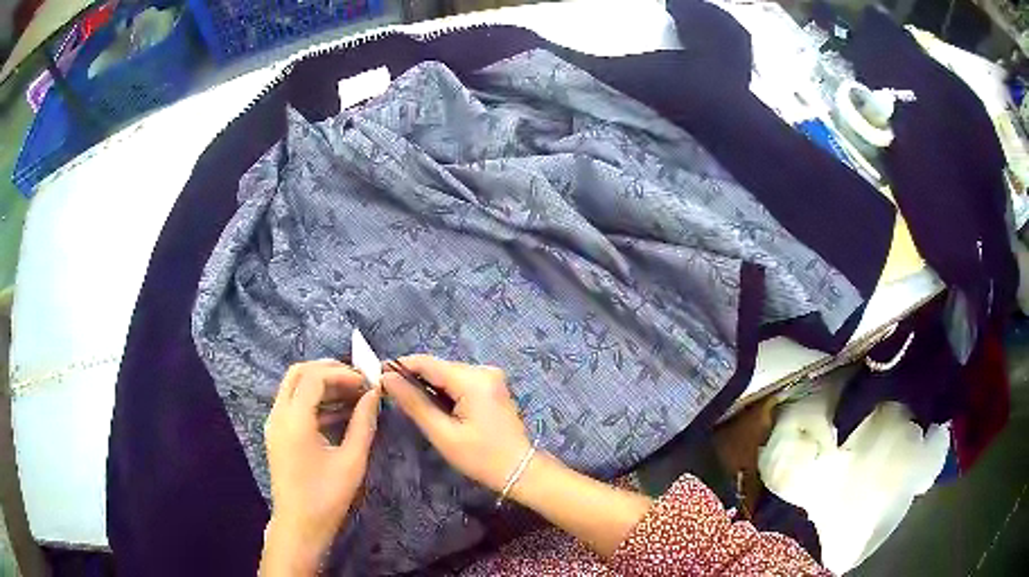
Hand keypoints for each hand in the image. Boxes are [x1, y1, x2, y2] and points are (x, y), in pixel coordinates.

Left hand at [261, 360, 380, 574]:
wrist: (299, 525)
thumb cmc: (327, 496)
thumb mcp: (352, 461)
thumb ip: (363, 423)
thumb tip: (374, 395)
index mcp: (294, 420)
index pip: (314, 377)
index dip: (342, 373)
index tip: (367, 382)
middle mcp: (279, 415)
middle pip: (298, 373)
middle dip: (328, 371)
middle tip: (357, 380)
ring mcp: (275, 424)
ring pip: (294, 387)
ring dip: (322, 385)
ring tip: (353, 394)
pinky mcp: (278, 434)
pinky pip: (294, 404)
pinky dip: (315, 401)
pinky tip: (340, 412)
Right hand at [381, 355, 530, 491]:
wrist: (520, 470)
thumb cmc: (481, 457)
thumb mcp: (443, 434)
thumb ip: (415, 403)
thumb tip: (387, 379)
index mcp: (473, 379)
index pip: (427, 362)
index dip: (400, 366)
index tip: (377, 375)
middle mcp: (483, 370)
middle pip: (438, 367)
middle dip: (413, 378)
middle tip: (390, 394)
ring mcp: (490, 377)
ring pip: (448, 374)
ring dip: (428, 386)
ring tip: (408, 403)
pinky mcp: (492, 386)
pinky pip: (460, 382)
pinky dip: (444, 391)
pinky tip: (434, 407)